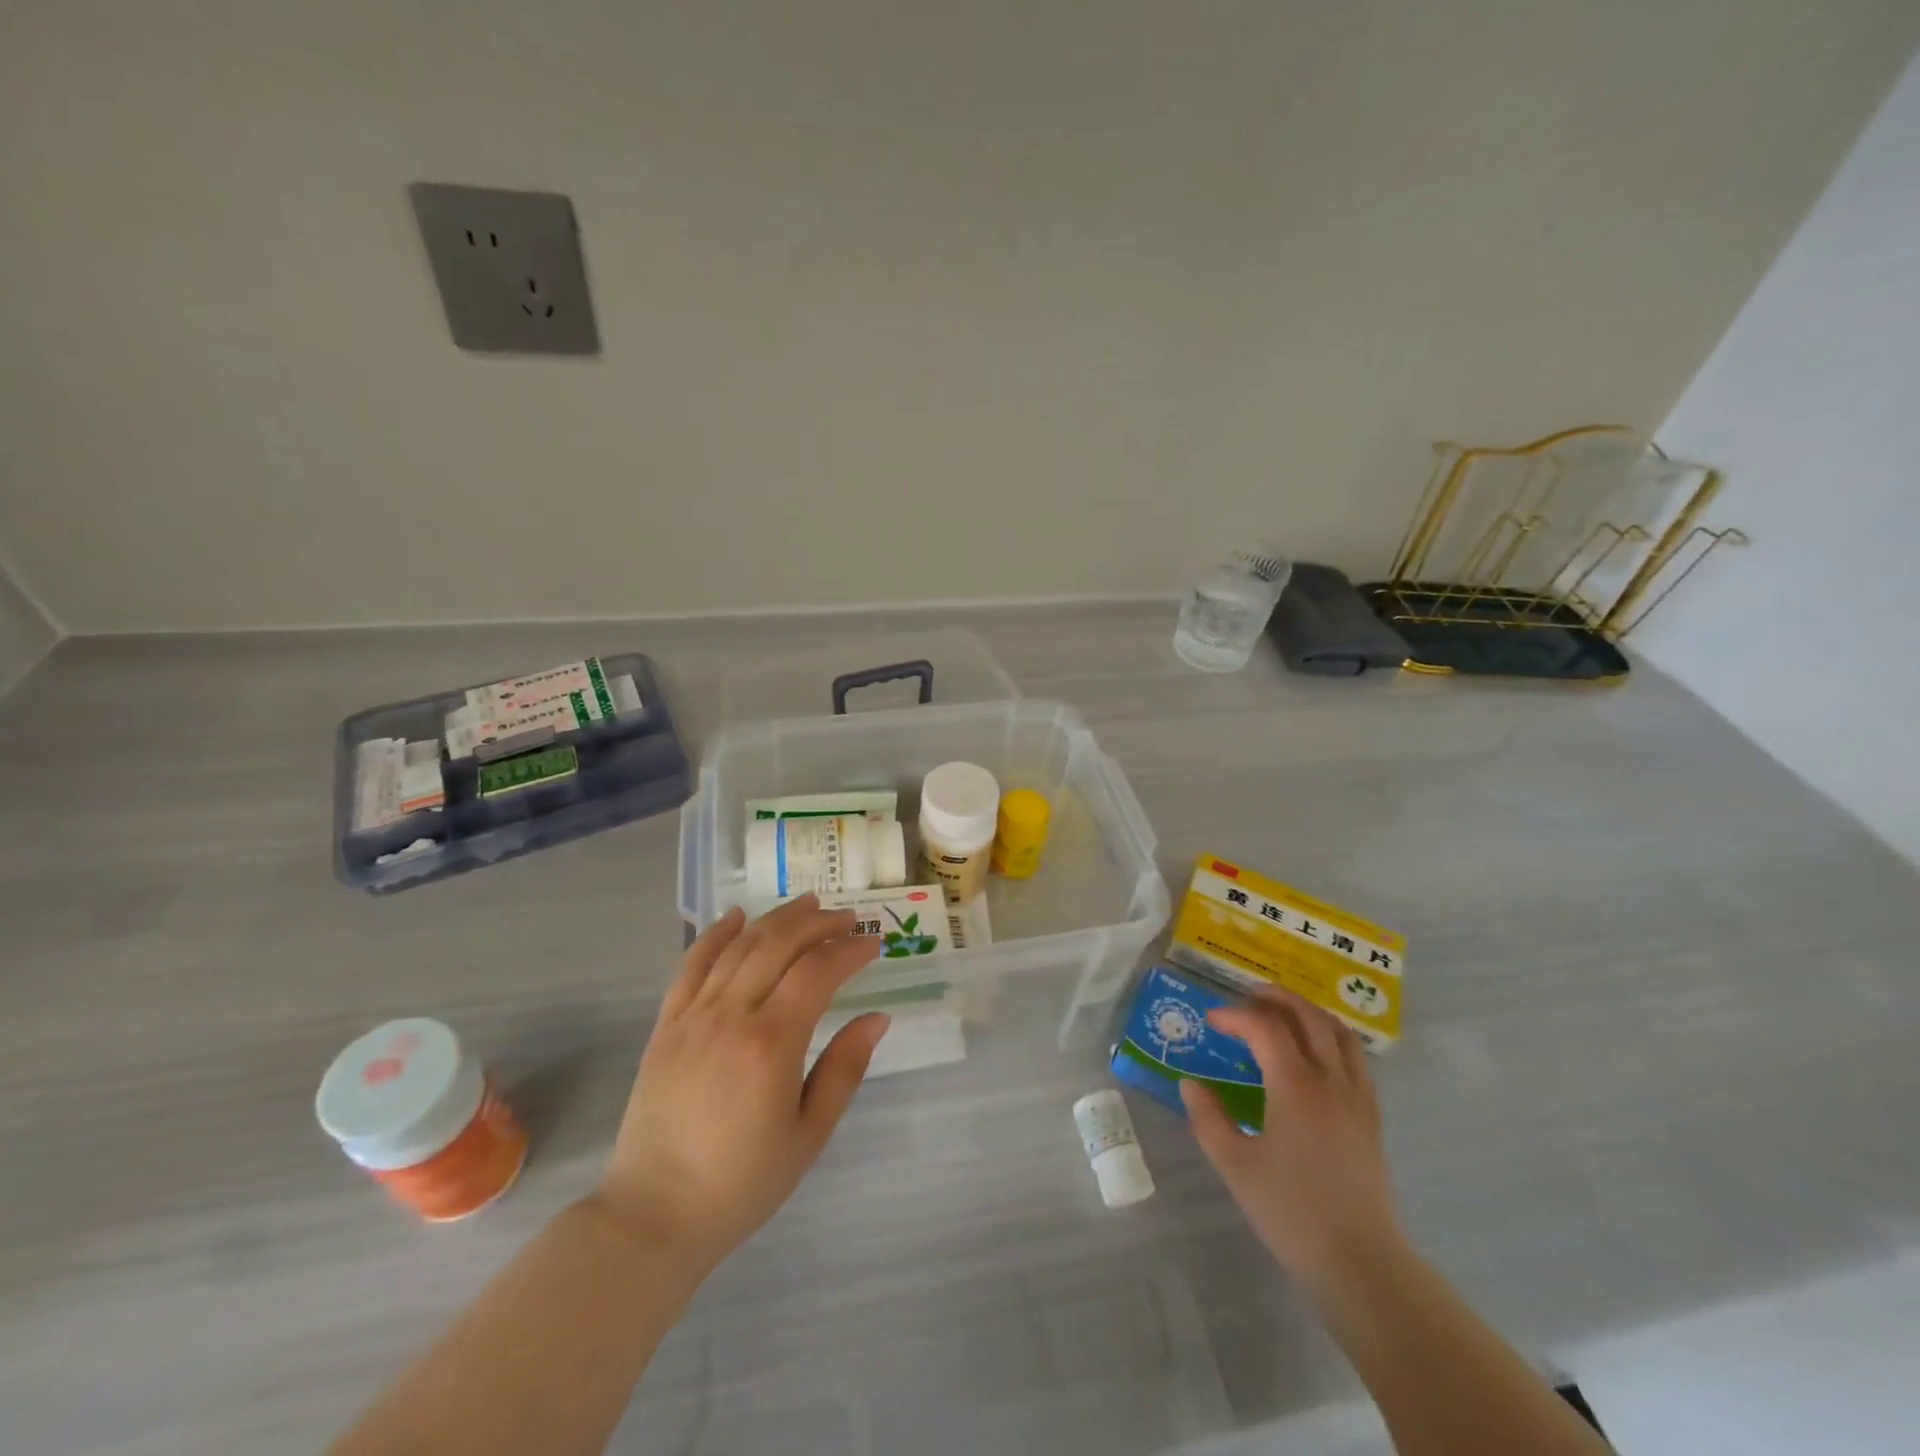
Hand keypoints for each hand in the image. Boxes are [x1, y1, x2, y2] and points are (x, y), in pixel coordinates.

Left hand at [593, 896, 886, 1274]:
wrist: (653, 1216)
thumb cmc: (741, 1183)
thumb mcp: (809, 1135)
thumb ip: (844, 1069)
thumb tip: (877, 1018)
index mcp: (771, 1043)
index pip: (818, 972)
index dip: (849, 950)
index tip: (873, 943)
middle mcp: (731, 1015)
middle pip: (778, 945)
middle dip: (817, 923)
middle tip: (846, 917)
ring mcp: (693, 1016)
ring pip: (739, 946)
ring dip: (776, 919)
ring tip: (806, 904)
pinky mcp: (665, 1025)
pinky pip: (691, 965)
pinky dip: (715, 934)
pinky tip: (736, 916)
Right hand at [1181, 987, 1401, 1286]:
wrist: (1359, 1262)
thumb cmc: (1290, 1211)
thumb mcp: (1234, 1164)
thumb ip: (1207, 1117)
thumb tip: (1190, 1083)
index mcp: (1295, 1086)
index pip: (1265, 1028)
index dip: (1235, 1016)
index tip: (1211, 1020)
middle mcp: (1331, 1081)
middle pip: (1308, 1016)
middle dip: (1275, 998)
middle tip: (1246, 998)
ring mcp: (1357, 1097)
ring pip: (1339, 1032)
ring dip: (1308, 1012)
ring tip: (1282, 1014)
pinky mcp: (1371, 1117)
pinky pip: (1355, 1058)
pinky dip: (1331, 1038)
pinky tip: (1314, 1054)